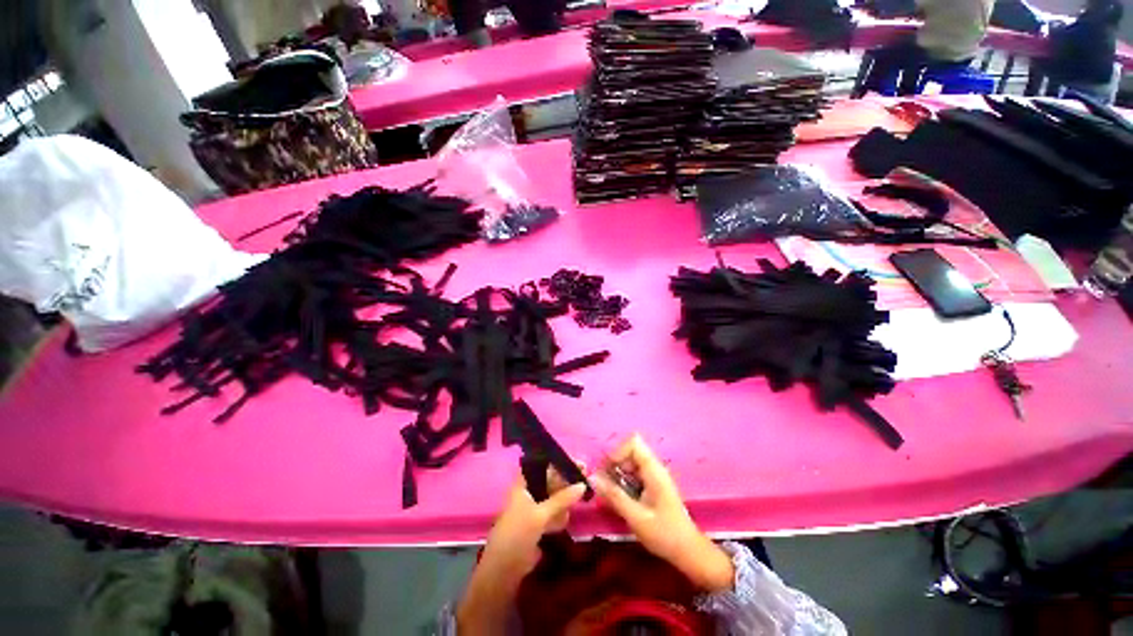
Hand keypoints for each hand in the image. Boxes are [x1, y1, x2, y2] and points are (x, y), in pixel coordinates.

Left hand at [478, 471, 587, 583]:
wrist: (504, 570)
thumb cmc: (517, 534)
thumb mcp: (540, 514)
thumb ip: (562, 498)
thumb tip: (583, 484)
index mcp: (523, 484)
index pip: (543, 465)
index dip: (559, 462)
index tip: (578, 463)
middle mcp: (528, 492)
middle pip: (551, 480)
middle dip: (566, 480)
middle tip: (585, 478)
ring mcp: (534, 508)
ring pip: (554, 497)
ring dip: (565, 499)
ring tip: (579, 500)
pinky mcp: (539, 524)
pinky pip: (554, 513)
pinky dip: (560, 514)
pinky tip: (565, 520)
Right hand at [591, 434, 734, 592]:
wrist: (688, 552)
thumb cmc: (664, 534)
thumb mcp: (636, 517)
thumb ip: (614, 496)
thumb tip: (593, 478)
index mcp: (654, 470)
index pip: (633, 442)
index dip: (617, 452)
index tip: (607, 471)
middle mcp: (654, 467)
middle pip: (630, 451)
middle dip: (614, 464)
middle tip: (603, 483)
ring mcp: (654, 476)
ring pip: (630, 462)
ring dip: (617, 474)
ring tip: (609, 493)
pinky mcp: (652, 485)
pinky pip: (634, 474)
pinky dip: (623, 482)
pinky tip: (619, 499)